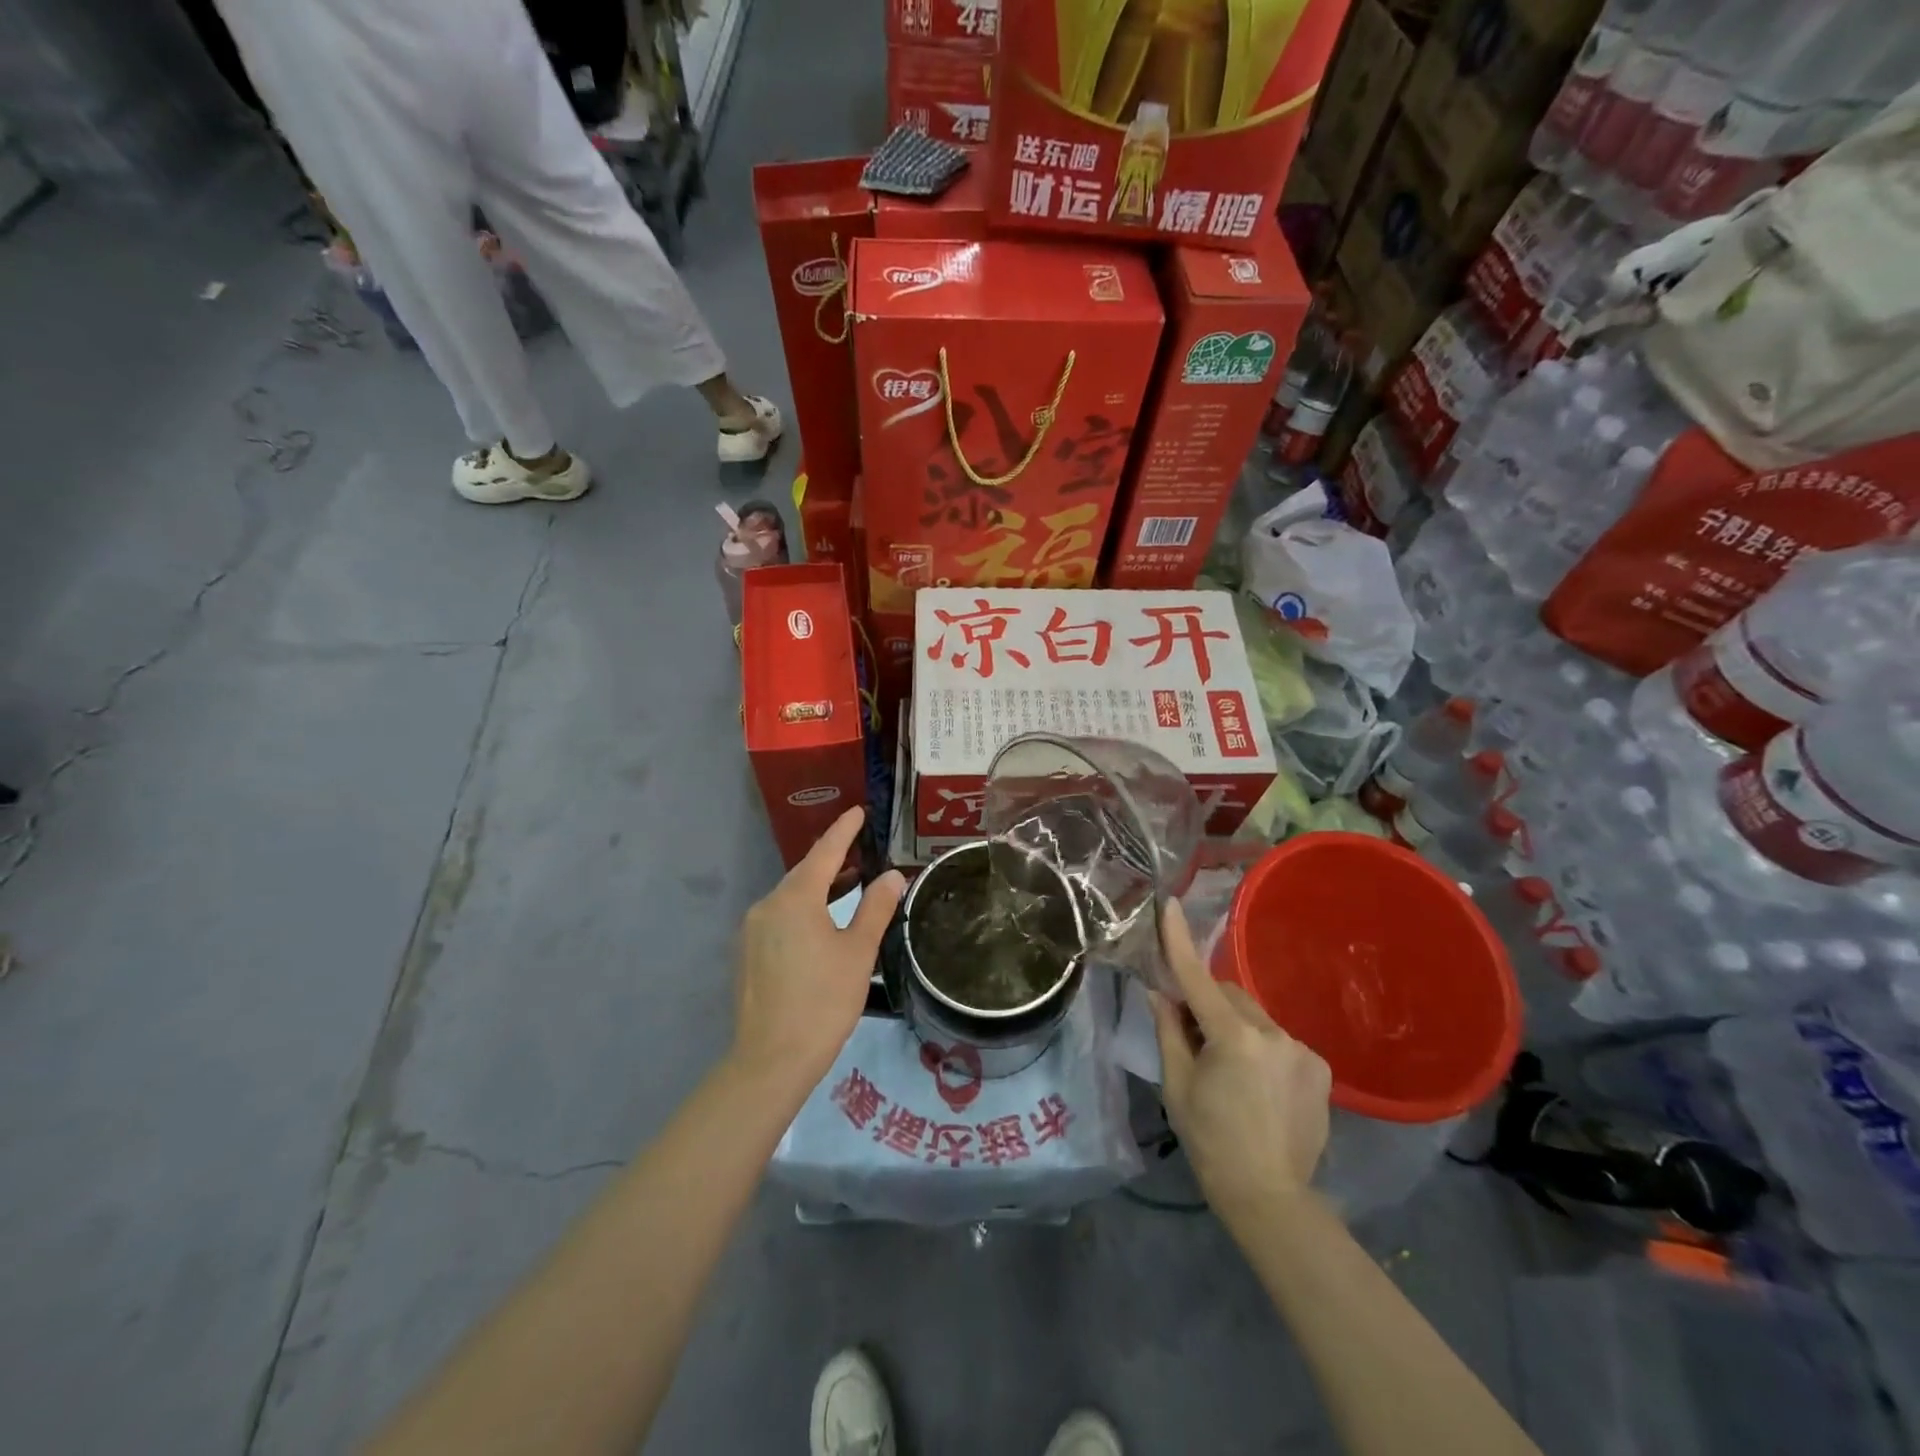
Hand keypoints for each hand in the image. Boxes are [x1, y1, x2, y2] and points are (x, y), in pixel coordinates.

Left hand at [731, 808, 905, 1090]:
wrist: (771, 1060)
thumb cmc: (823, 1001)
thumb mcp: (859, 952)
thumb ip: (875, 908)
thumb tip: (891, 876)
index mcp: (795, 899)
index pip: (824, 852)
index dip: (844, 830)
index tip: (859, 811)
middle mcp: (767, 905)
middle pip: (804, 873)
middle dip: (832, 860)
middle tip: (861, 850)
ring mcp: (751, 930)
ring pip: (790, 897)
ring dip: (819, 888)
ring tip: (849, 885)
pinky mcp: (746, 954)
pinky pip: (779, 918)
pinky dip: (803, 910)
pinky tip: (821, 924)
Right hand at [1149, 901, 1331, 1232]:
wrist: (1270, 1197)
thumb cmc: (1211, 1141)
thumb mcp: (1177, 1086)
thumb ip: (1169, 1031)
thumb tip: (1159, 991)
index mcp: (1233, 1038)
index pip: (1198, 978)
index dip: (1180, 941)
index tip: (1171, 904)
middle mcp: (1273, 1033)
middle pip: (1229, 995)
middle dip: (1207, 1005)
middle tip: (1191, 1038)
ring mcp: (1302, 1050)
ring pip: (1255, 1016)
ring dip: (1236, 1026)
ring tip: (1230, 1071)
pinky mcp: (1320, 1067)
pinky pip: (1279, 1039)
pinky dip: (1262, 1046)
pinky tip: (1259, 1084)